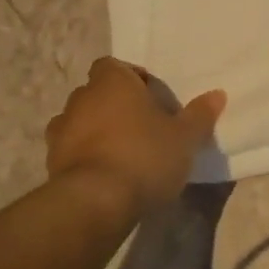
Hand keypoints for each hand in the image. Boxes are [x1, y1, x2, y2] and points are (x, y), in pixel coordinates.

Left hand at [45, 57, 225, 216]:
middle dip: (115, 105)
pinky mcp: (51, 161)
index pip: (115, 66)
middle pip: (97, 92)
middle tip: (141, 126)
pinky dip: (83, 155)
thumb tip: (217, 94)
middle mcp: (81, 98)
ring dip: (96, 130)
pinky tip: (104, 174)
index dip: (132, 79)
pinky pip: (70, 149)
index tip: (151, 99)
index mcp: (112, 82)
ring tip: (121, 152)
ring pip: (80, 120)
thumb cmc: (144, 156)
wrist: (95, 201)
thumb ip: (200, 115)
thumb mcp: (184, 137)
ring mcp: (61, 129)